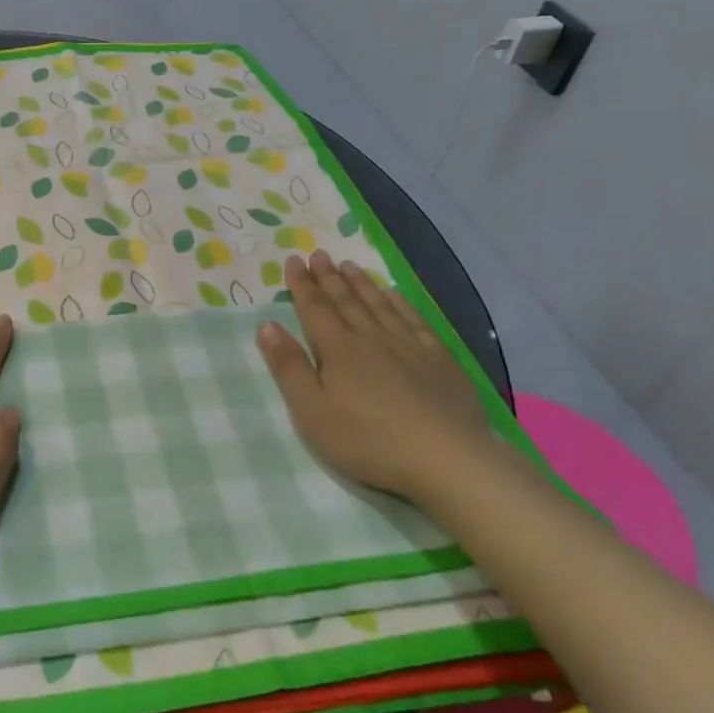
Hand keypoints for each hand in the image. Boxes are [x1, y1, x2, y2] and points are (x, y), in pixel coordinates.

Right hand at [256, 250, 495, 502]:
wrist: (446, 458)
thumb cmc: (368, 439)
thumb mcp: (312, 411)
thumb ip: (288, 367)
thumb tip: (267, 325)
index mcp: (338, 349)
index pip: (314, 308)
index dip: (302, 284)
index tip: (294, 261)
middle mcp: (371, 338)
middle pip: (346, 301)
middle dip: (329, 277)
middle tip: (319, 254)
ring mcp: (409, 346)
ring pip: (379, 305)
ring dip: (362, 284)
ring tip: (350, 266)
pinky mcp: (439, 360)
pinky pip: (414, 320)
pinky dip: (401, 303)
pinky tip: (395, 294)